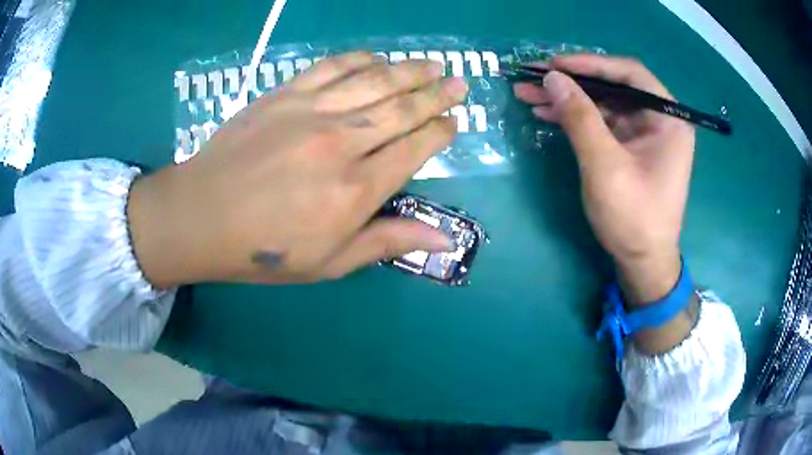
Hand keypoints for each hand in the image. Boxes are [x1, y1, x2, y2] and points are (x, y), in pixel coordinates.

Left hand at [128, 53, 467, 286]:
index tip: (454, 123)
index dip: (440, 133)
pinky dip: (359, 58)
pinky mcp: (284, 94)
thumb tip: (445, 239)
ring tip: (433, 64)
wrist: (201, 217)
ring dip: (409, 70)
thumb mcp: (330, 263)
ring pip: (374, 81)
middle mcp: (341, 143)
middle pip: (402, 109)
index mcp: (355, 190)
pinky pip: (331, 67)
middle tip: (459, 82)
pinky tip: (377, 57)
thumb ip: (388, 242)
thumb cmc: (264, 250)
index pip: (414, 149)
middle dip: (437, 94)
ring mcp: (310, 112)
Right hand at [514, 55, 694, 305]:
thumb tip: (552, 77)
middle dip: (571, 82)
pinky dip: (576, 118)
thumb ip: (579, 117)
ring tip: (528, 94)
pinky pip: (602, 122)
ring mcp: (644, 134)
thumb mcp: (605, 165)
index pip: (629, 74)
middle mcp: (659, 119)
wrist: (642, 262)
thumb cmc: (633, 217)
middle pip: (613, 87)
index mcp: (667, 118)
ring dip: (567, 99)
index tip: (554, 65)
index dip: (590, 64)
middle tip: (532, 77)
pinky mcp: (631, 147)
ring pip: (603, 103)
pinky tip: (547, 114)